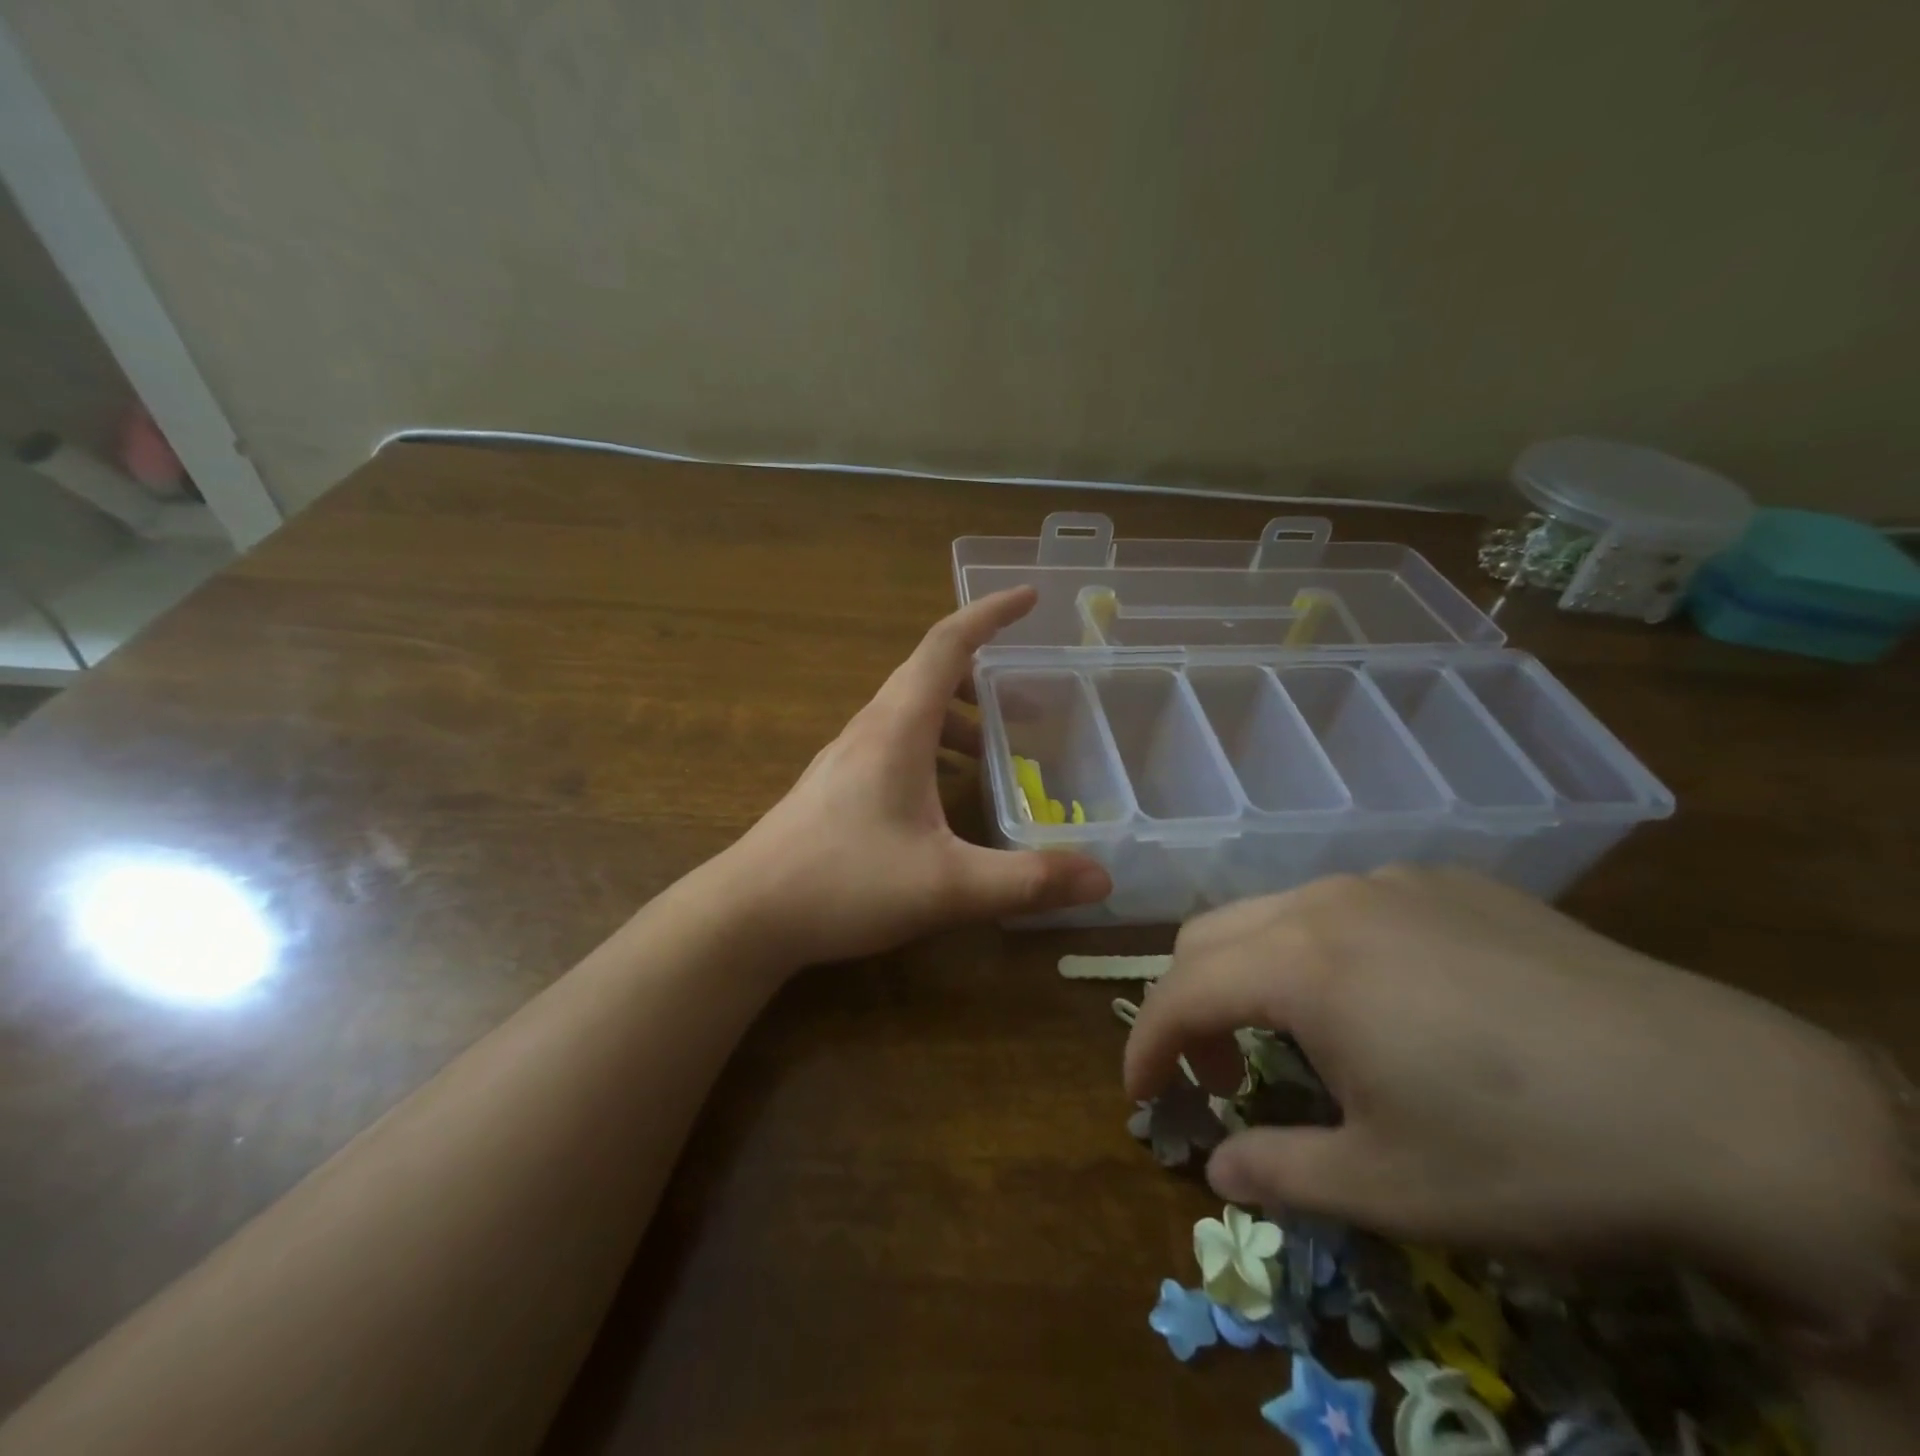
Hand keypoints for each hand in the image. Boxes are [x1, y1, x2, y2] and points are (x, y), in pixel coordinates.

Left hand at [718, 587, 1111, 969]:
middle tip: (1034, 701)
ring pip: (912, 713)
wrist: (747, 915)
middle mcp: (871, 729)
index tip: (1029, 596)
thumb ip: (1027, 880)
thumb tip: (1103, 878)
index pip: (948, 644)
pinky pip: (895, 744)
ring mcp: (848, 757)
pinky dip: (934, 749)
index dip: (990, 614)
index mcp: (897, 726)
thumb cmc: (844, 883)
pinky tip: (947, 795)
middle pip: (931, 675)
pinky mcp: (837, 786)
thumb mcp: (947, 885)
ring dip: (959, 718)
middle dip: (986, 675)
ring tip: (999, 751)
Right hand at [1123, 867, 1905, 1328]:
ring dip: (1255, 973)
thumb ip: (1278, 1173)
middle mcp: (1332, 901)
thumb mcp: (1390, 1189)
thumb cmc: (1535, 1158)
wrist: (1733, 1111)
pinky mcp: (1450, 883)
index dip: (1147, 1046)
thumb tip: (1217, 1171)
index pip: (1180, 992)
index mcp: (1303, 963)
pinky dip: (1321, 950)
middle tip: (1221, 1075)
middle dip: (1190, 1003)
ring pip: (1277, 911)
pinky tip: (1385, 1003)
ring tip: (1301, 1040)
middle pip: (1211, 934)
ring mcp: (1393, 881)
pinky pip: (1348, 904)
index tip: (1144, 1097)